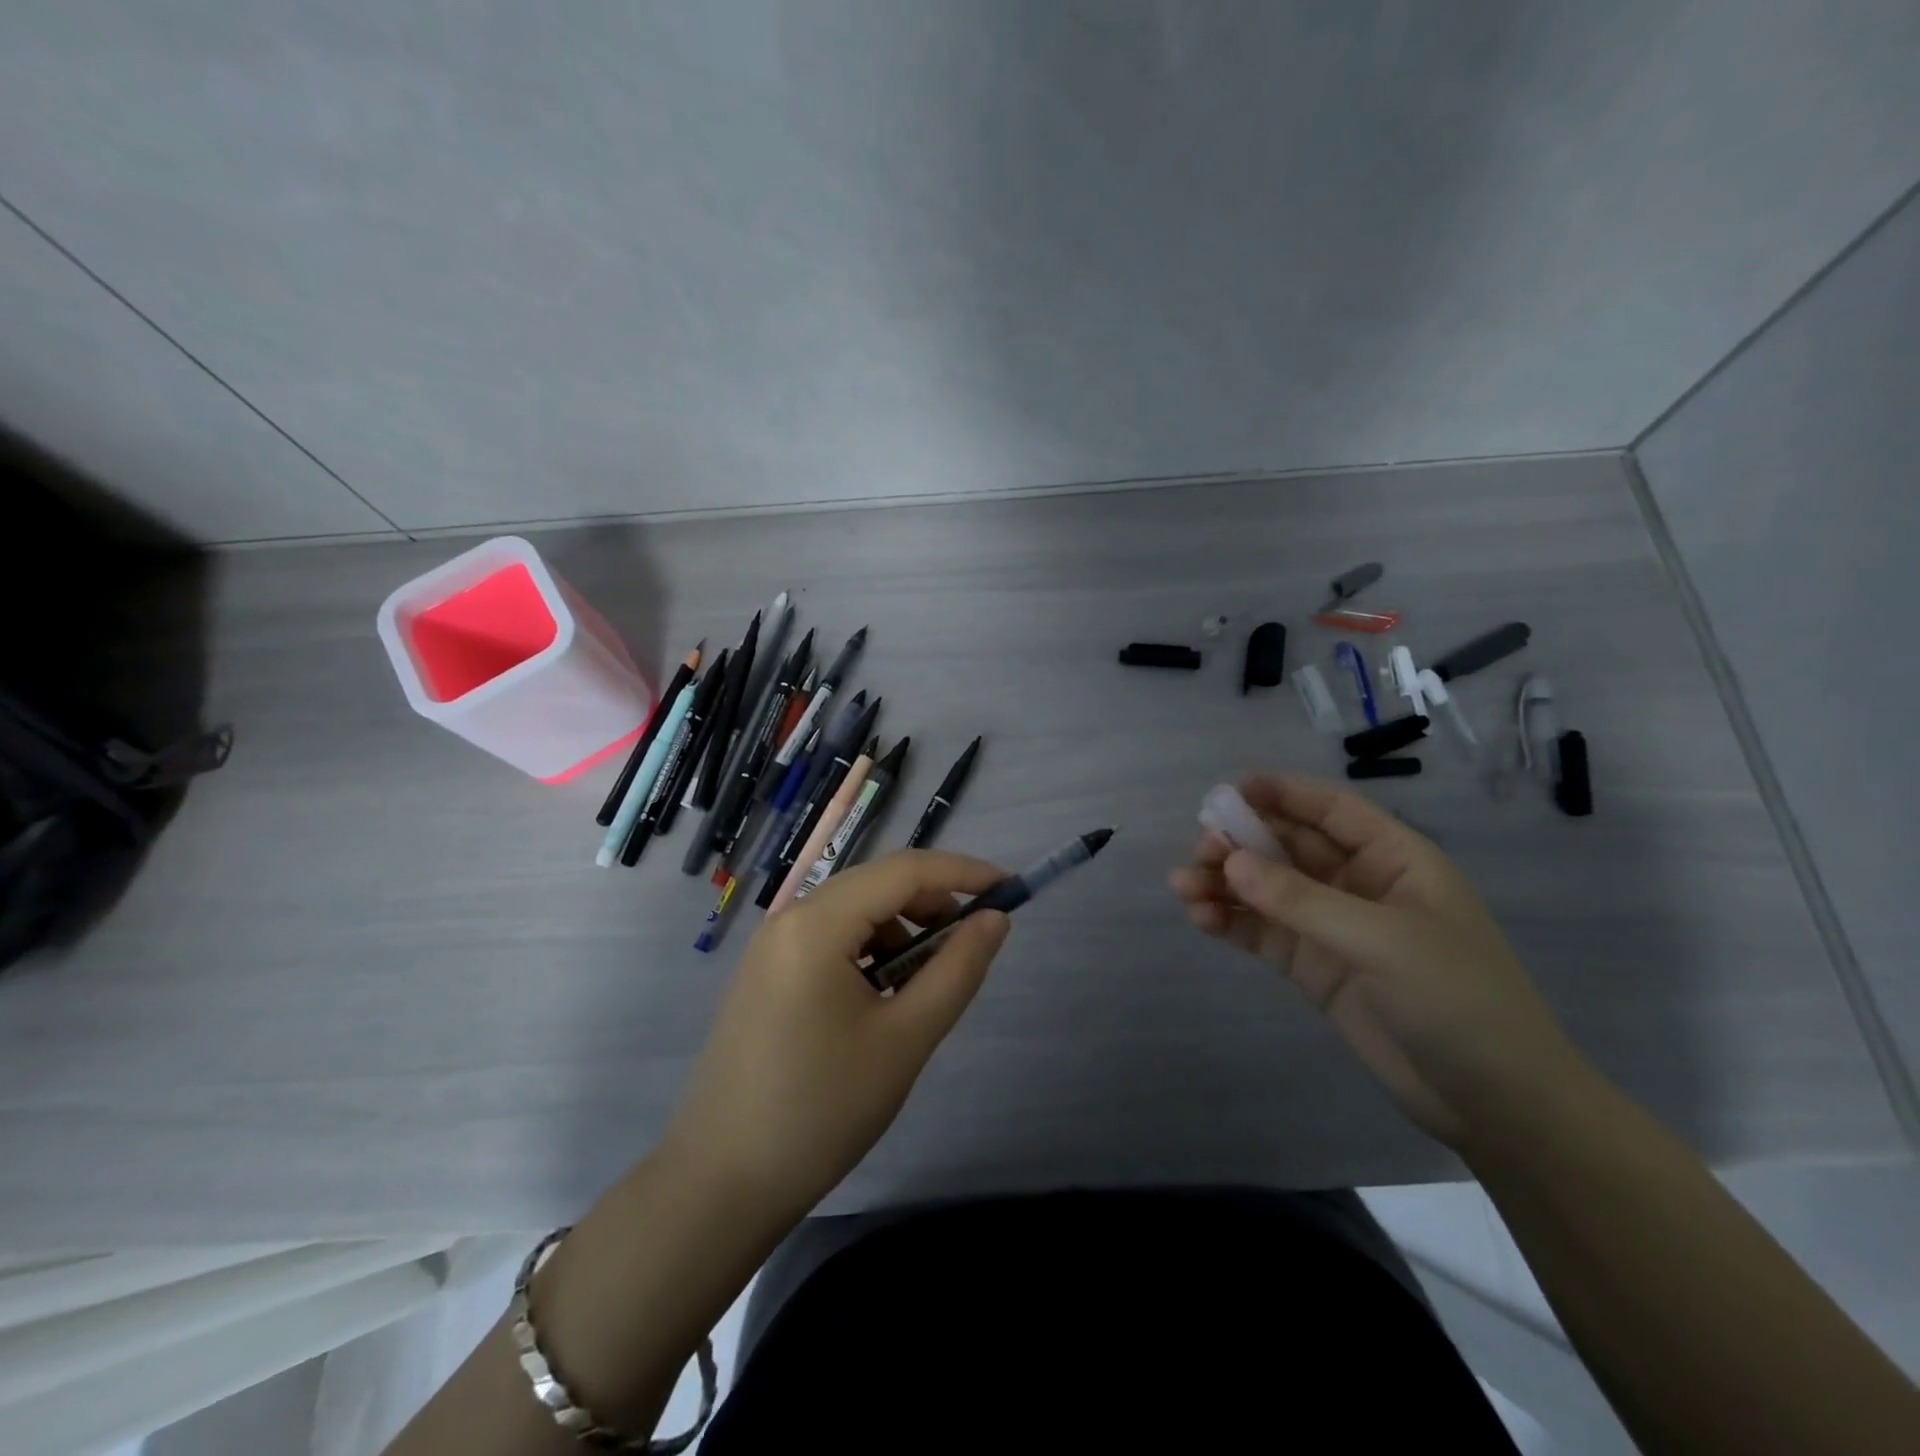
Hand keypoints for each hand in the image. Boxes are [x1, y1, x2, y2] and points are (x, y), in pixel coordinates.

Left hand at [664, 849, 1009, 1222]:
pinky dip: (869, 950)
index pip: (904, 870)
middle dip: (933, 902)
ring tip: (925, 984)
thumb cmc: (822, 1110)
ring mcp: (771, 946)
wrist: (722, 1183)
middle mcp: (788, 918)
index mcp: (817, 923)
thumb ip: (957, 969)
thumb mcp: (905, 1039)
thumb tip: (995, 919)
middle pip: (876, 884)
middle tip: (973, 943)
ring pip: (854, 911)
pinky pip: (829, 938)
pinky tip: (881, 997)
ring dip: (901, 929)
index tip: (1010, 889)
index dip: (963, 872)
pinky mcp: (765, 973)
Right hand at [1169, 773, 1583, 1147]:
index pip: (1332, 810)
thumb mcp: (1382, 941)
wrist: (1495, 1103)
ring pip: (1267, 889)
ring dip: (1225, 882)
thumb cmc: (1458, 999)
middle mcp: (1360, 885)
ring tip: (1183, 886)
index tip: (1229, 790)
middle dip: (1242, 841)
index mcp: (1395, 860)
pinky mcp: (1314, 968)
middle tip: (1200, 849)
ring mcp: (1333, 928)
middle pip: (1289, 846)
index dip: (1282, 793)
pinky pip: (1263, 932)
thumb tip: (1231, 862)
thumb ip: (1302, 899)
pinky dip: (1230, 922)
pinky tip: (1200, 918)